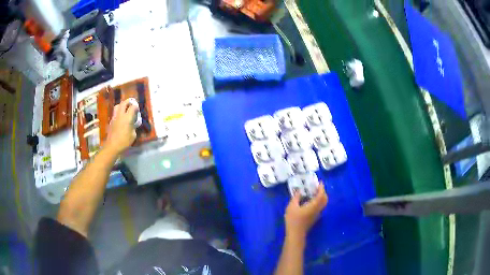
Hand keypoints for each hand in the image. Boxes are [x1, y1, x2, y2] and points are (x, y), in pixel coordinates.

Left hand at [105, 98, 138, 154]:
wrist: (112, 146)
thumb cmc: (124, 141)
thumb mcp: (133, 135)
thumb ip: (134, 127)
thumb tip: (133, 124)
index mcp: (127, 117)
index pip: (133, 107)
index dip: (136, 107)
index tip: (137, 110)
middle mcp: (120, 114)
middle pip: (124, 103)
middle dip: (128, 102)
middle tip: (132, 104)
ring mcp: (114, 117)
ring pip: (118, 106)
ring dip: (122, 105)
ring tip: (125, 108)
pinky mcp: (111, 121)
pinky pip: (115, 112)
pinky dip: (118, 111)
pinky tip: (120, 117)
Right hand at [284, 183, 327, 240]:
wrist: (296, 233)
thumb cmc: (293, 219)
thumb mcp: (292, 206)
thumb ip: (296, 197)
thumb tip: (299, 191)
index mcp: (314, 205)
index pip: (321, 195)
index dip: (321, 188)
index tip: (320, 182)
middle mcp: (318, 209)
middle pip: (325, 199)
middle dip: (323, 192)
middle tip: (317, 187)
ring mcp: (317, 214)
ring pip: (323, 204)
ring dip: (321, 197)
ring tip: (314, 193)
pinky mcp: (314, 218)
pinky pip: (319, 207)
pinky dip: (318, 202)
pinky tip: (311, 202)